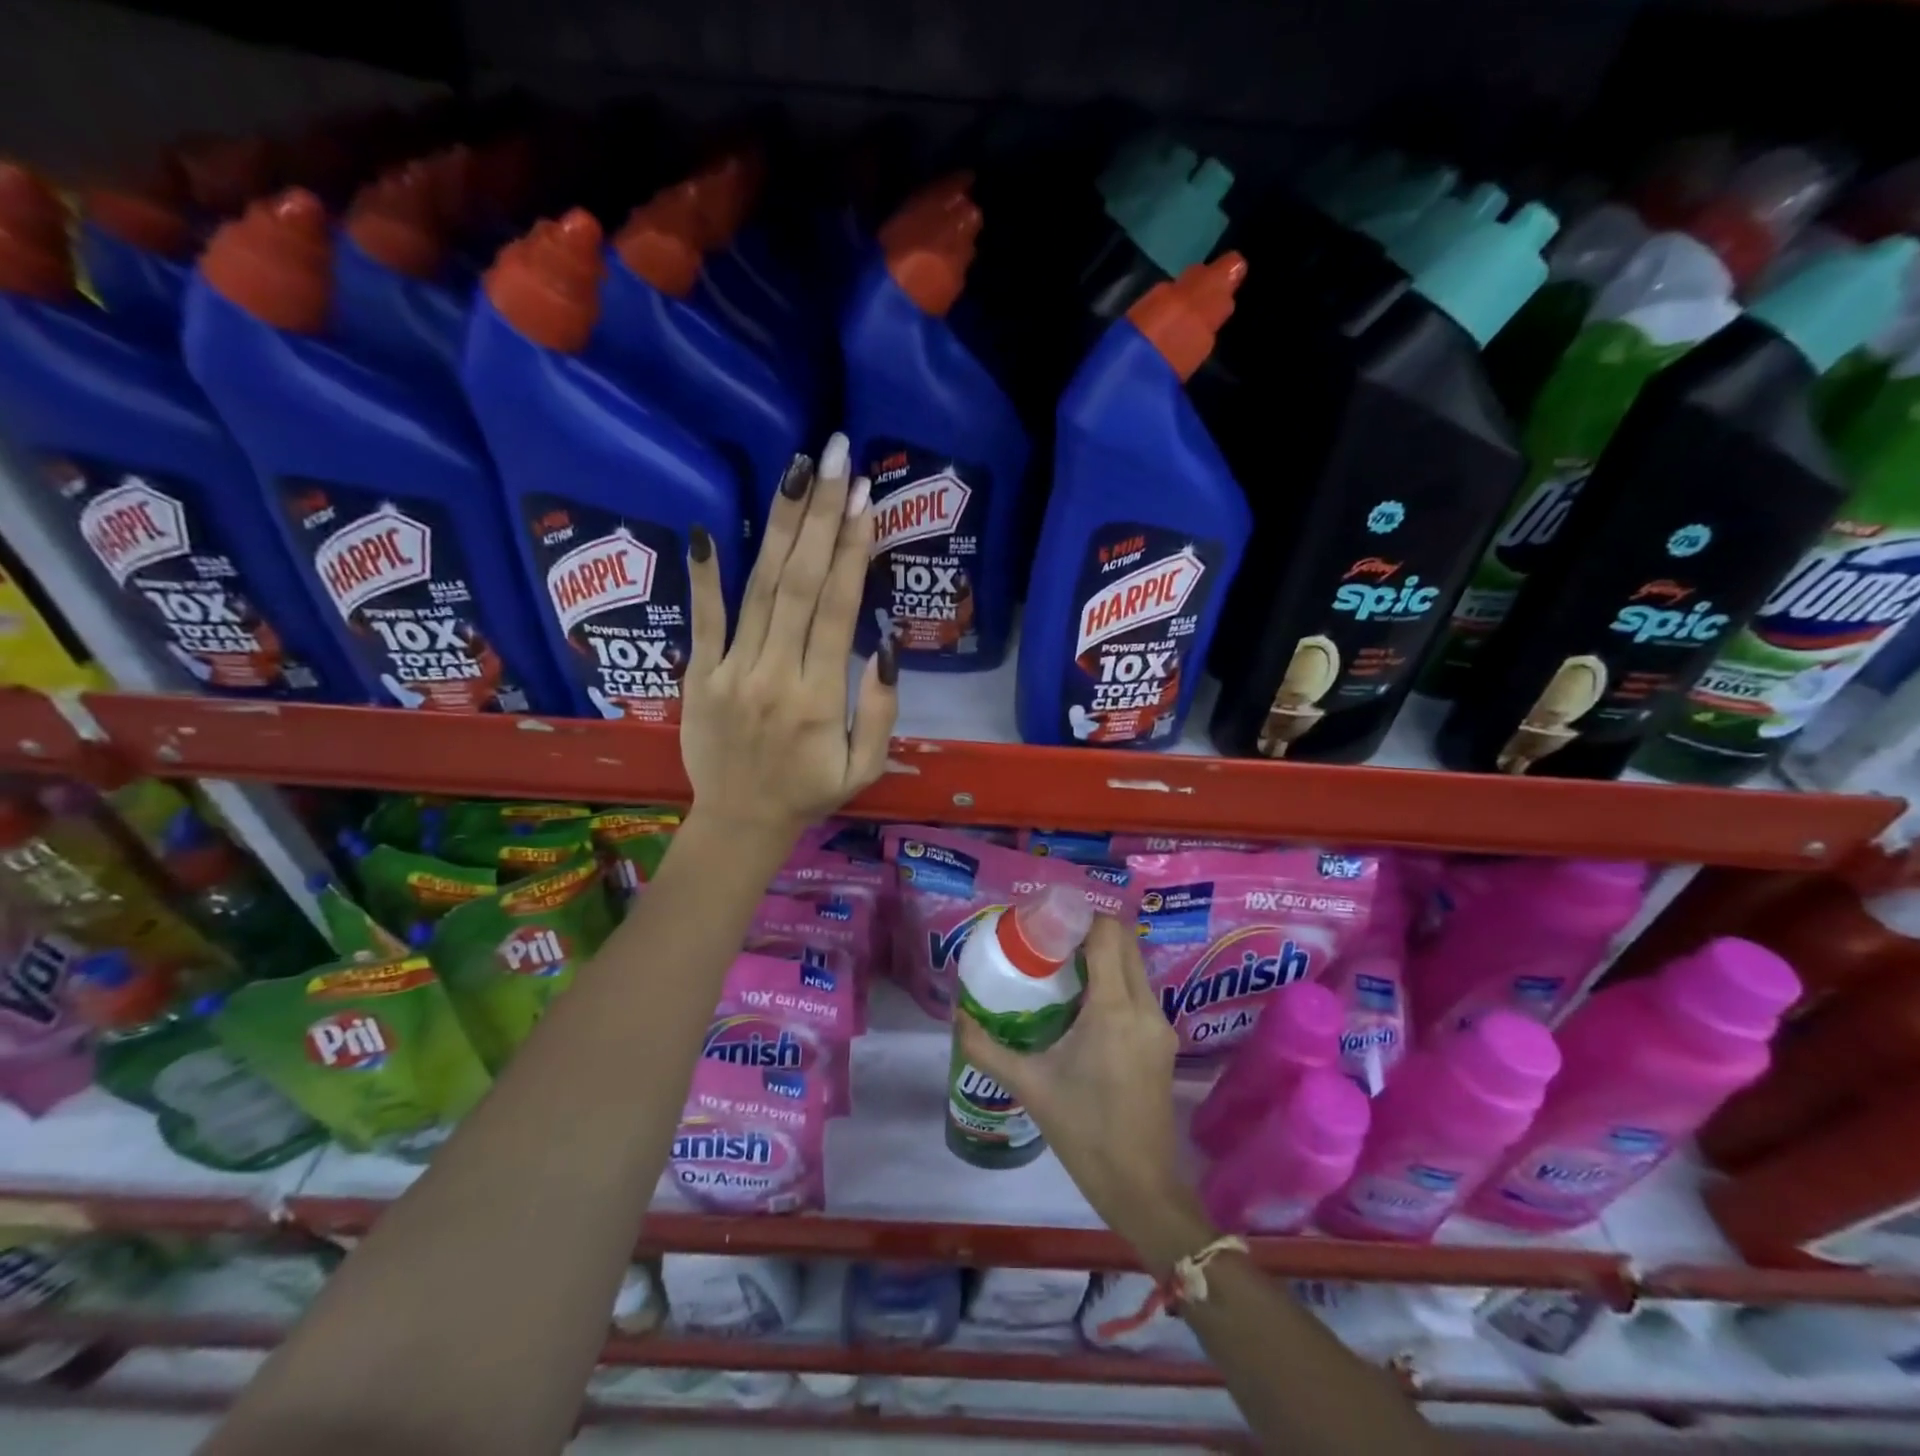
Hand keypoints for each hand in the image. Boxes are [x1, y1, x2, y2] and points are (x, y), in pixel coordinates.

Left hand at [681, 434, 897, 840]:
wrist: (739, 823)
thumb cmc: (810, 793)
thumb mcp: (865, 767)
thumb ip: (880, 710)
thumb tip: (884, 645)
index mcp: (820, 698)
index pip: (839, 610)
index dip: (853, 550)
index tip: (866, 499)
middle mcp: (775, 674)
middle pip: (801, 583)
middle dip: (821, 516)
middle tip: (836, 457)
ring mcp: (731, 672)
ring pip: (760, 589)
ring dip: (780, 527)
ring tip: (797, 472)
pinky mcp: (698, 676)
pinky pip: (703, 621)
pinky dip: (705, 576)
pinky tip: (709, 530)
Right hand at [959, 917, 1213, 1268]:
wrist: (1140, 1187)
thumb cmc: (1083, 1132)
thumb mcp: (1029, 1086)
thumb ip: (987, 1048)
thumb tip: (958, 1015)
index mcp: (1114, 1010)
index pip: (1108, 935)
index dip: (1081, 916)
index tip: (1048, 917)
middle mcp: (1144, 1008)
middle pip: (1125, 943)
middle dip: (1091, 931)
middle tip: (1051, 937)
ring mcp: (1159, 1026)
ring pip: (1135, 966)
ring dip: (1104, 955)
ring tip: (1063, 964)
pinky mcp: (1163, 1042)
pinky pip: (1139, 991)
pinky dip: (1115, 979)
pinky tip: (1085, 1000)